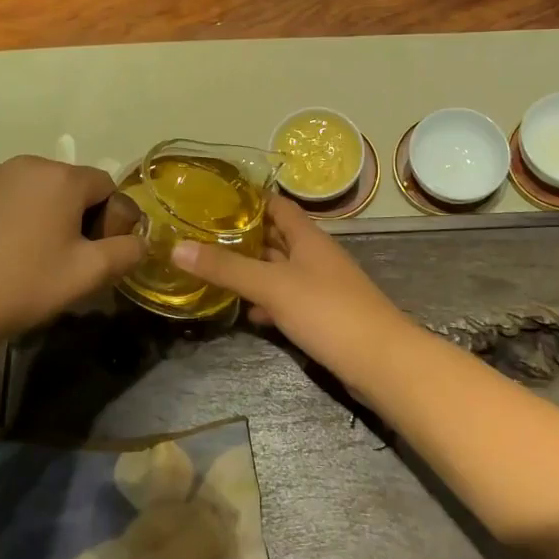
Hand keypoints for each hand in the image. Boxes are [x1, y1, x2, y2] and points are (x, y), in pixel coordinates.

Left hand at [0, 156, 144, 352]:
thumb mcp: (87, 276)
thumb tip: (139, 241)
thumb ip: (126, 252)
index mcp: (61, 178)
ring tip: (22, 259)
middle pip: (66, 186)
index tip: (92, 255)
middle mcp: (24, 164)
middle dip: (72, 216)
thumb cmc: (21, 287)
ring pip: (30, 191)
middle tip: (60, 260)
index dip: (108, 220)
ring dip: (37, 216)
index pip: (105, 186)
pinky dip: (3, 218)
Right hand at [169, 194, 412, 379]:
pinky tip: (247, 312)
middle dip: (243, 235)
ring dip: (252, 270)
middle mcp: (314, 255)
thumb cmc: (327, 311)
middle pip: (276, 237)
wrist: (381, 361)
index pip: (277, 204)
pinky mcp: (322, 315)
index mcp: (307, 237)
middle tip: (201, 235)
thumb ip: (227, 268)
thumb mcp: (272, 286)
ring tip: (213, 271)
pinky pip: (287, 299)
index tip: (214, 197)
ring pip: (280, 270)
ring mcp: (320, 286)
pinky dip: (267, 301)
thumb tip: (177, 247)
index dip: (250, 198)